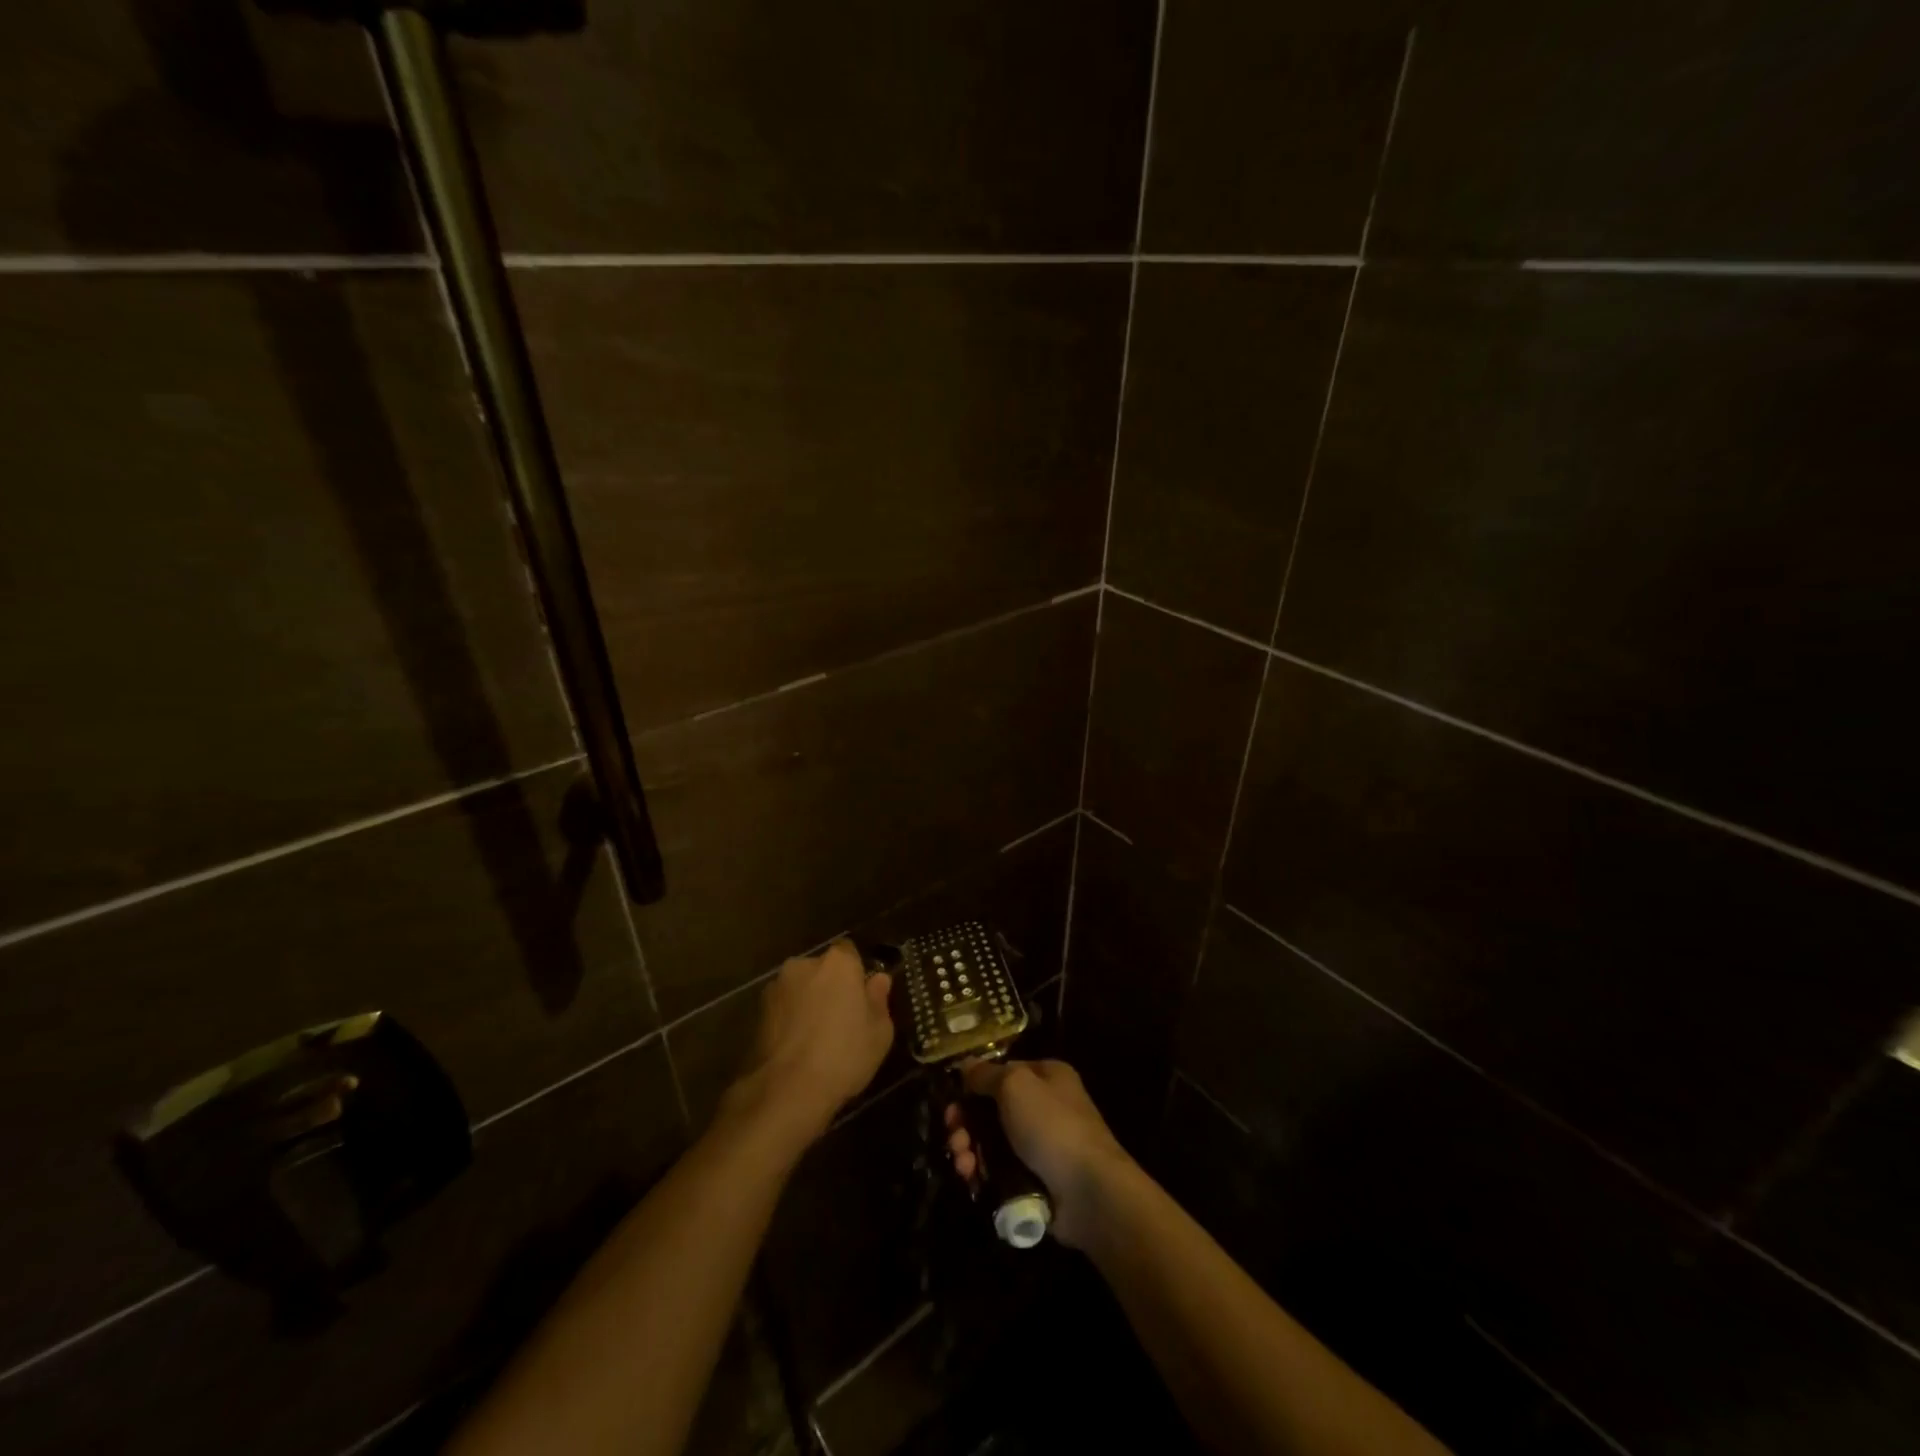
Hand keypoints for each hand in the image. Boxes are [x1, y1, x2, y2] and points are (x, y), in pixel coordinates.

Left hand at [724, 940, 893, 1148]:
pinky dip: (790, 1019)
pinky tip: (797, 1047)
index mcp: (838, 963)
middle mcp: (804, 965)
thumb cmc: (843, 1056)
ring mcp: (777, 987)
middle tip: (840, 1018)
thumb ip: (879, 999)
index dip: (855, 972)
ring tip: (815, 1037)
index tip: (861, 996)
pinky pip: (783, 1008)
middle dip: (829, 986)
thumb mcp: (879, 1033)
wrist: (786, 1090)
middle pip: (822, 969)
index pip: (849, 952)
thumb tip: (878, 979)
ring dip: (807, 1002)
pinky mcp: (757, 1012)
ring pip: (800, 988)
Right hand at [945, 1058, 1132, 1247]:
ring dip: (969, 1150)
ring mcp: (1040, 1146)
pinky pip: (1000, 1171)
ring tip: (962, 1164)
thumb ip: (986, 1074)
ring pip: (992, 1143)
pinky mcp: (1035, 1179)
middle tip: (953, 1137)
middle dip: (966, 1123)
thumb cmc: (1052, 1126)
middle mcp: (1044, 1107)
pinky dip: (982, 1173)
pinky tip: (971, 1179)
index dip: (974, 1085)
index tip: (952, 1102)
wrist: (1089, 1192)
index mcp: (1046, 1076)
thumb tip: (965, 1065)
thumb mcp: (1015, 1085)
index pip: (1002, 1072)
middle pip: (992, 1110)